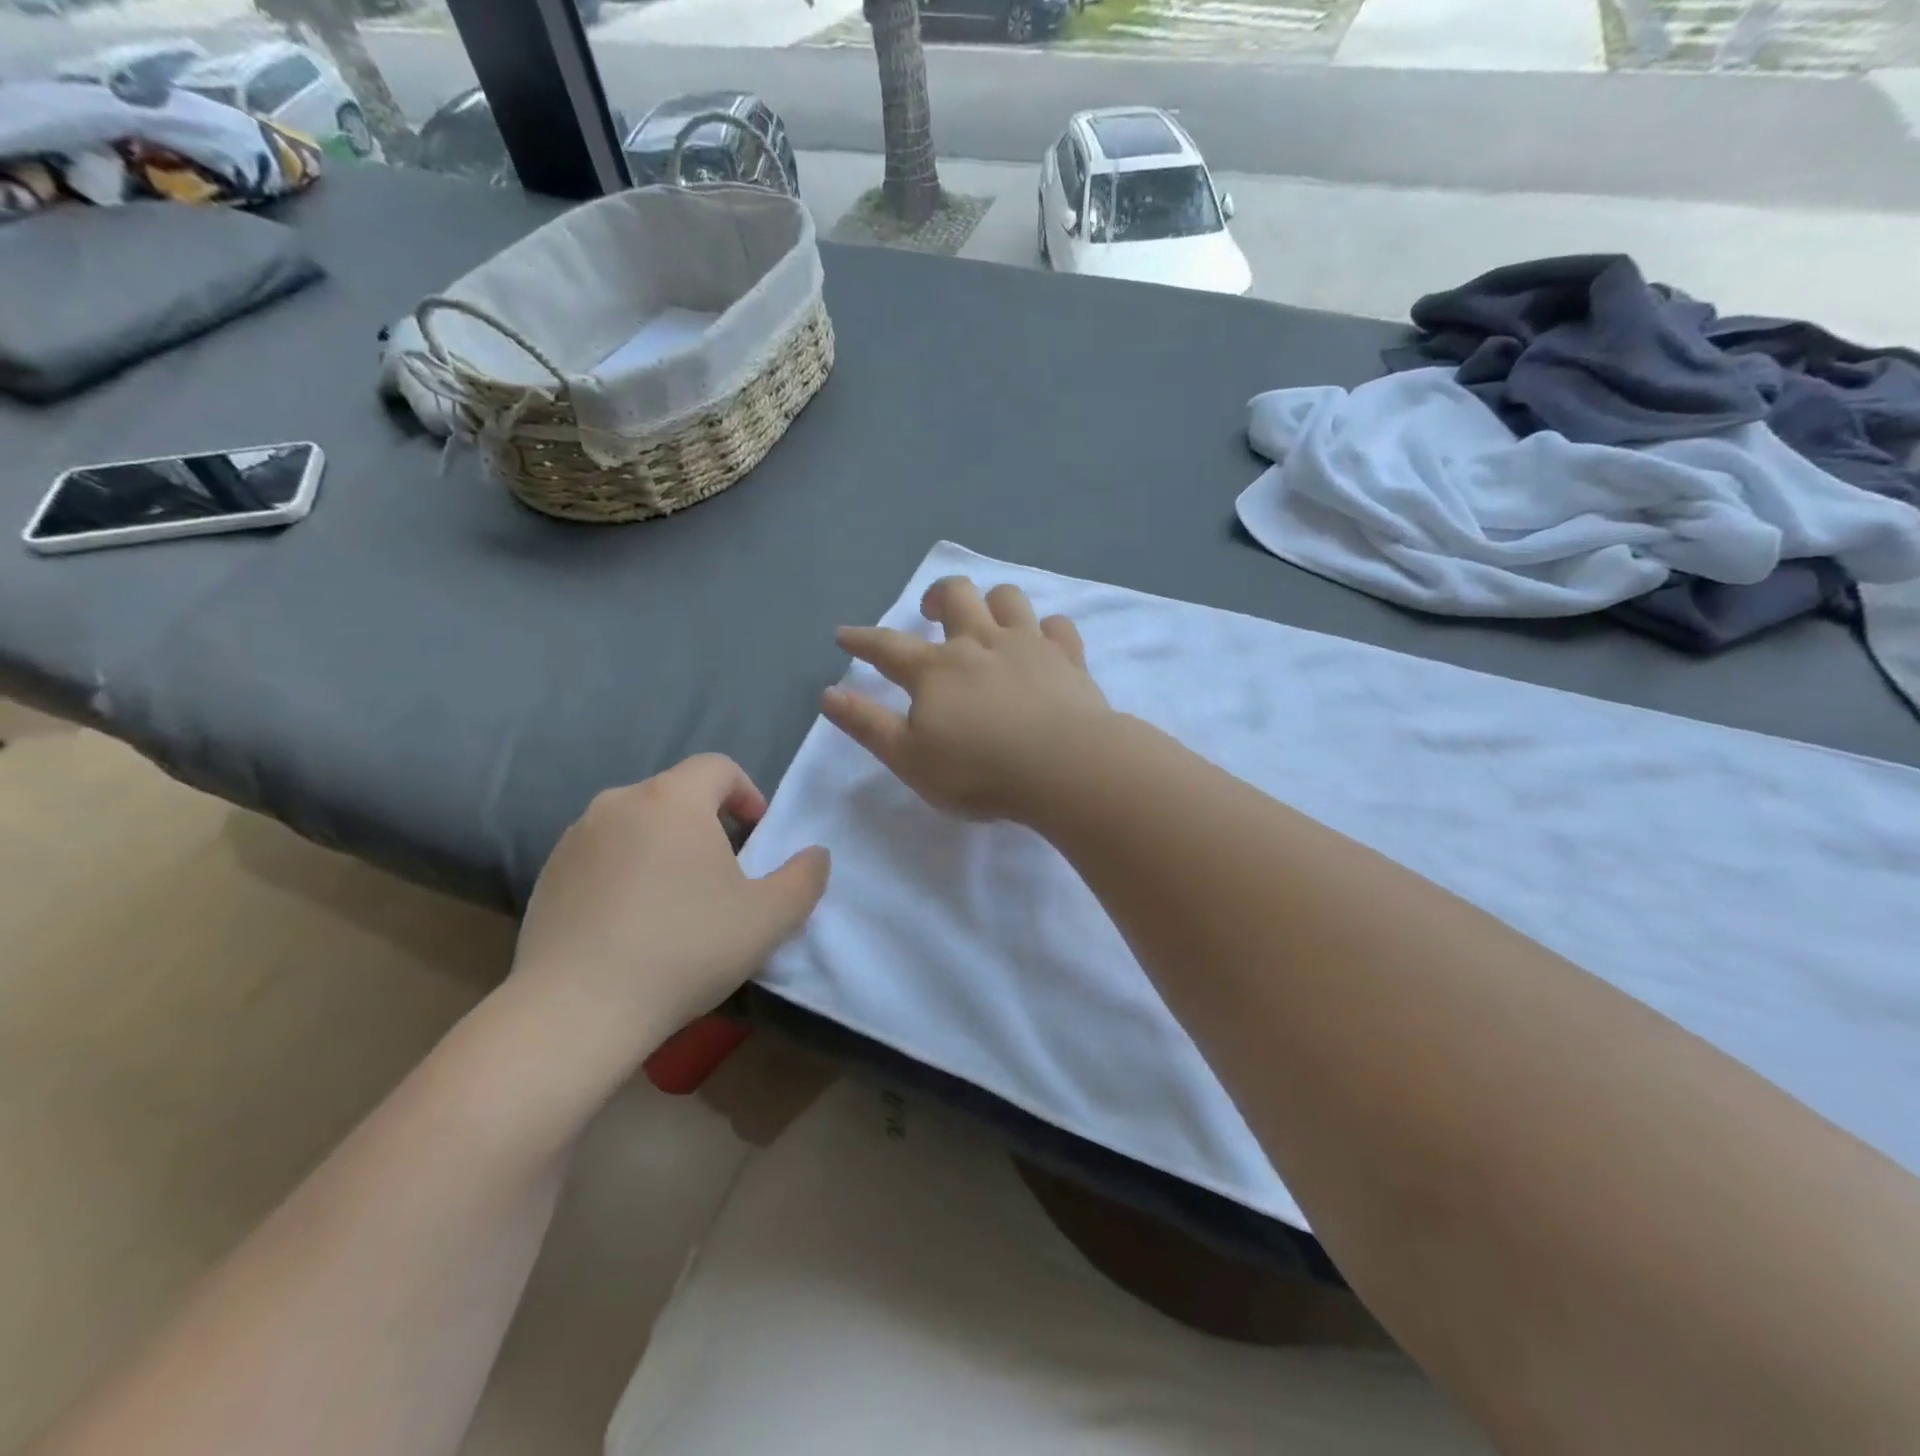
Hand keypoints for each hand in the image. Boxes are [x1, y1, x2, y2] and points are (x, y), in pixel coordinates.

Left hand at [510, 755, 829, 1062]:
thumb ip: (805, 877)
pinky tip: (633, 924)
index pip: (718, 767)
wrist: (576, 1012)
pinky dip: (627, 871)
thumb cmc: (684, 950)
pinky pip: (603, 855)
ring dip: (666, 847)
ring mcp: (576, 838)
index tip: (757, 838)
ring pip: (638, 824)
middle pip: (677, 795)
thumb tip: (815, 855)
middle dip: (708, 824)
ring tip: (678, 902)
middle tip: (725, 875)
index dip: (747, 794)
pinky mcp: (549, 874)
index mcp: (672, 799)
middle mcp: (618, 803)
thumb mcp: (769, 918)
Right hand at [823, 577, 1110, 822]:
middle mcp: (980, 643)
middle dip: (937, 596)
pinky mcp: (1068, 658)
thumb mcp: (909, 759)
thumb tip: (829, 694)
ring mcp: (1028, 645)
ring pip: (1007, 599)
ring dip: (992, 601)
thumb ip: (867, 725)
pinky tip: (1044, 641)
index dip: (862, 640)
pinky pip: (1058, 626)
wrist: (1064, 767)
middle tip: (930, 612)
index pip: (888, 647)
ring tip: (987, 620)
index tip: (845, 635)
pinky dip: (1047, 629)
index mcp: (936, 670)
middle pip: (956, 596)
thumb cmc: (980, 771)